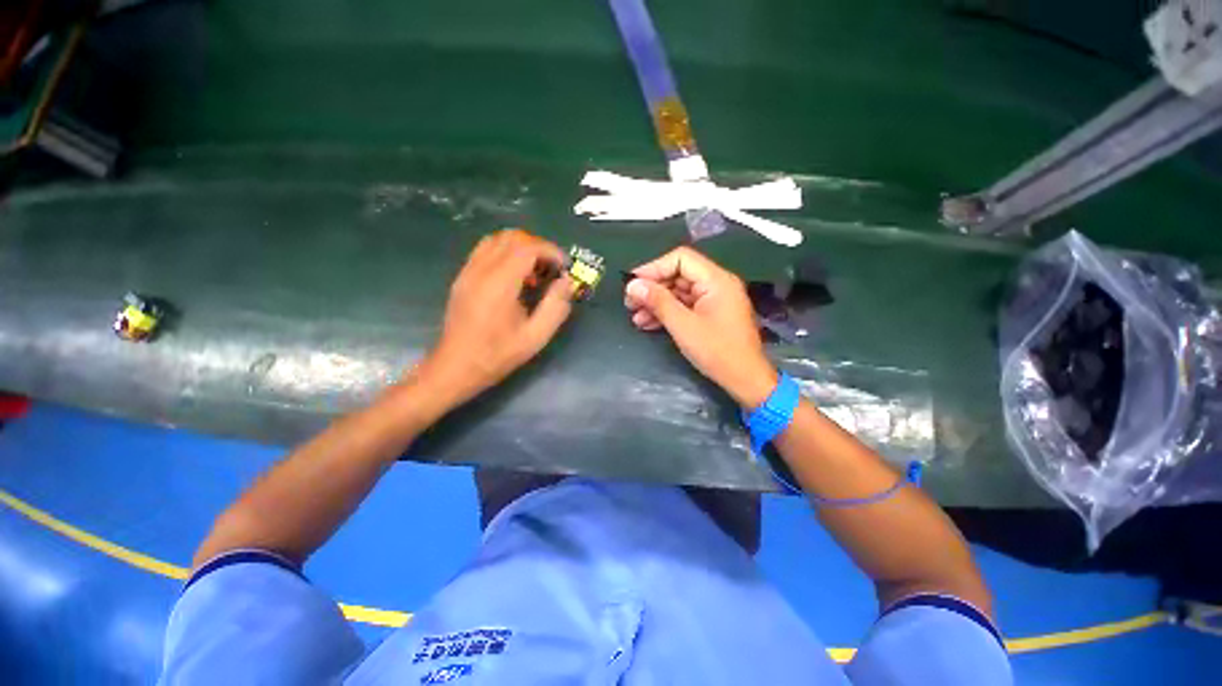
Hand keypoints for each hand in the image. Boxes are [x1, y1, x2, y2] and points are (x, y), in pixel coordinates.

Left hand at [412, 230, 573, 410]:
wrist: (456, 366)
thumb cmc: (498, 355)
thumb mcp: (536, 337)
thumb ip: (556, 307)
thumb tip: (566, 282)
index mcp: (499, 284)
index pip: (527, 247)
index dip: (550, 251)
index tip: (564, 267)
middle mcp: (481, 270)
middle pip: (512, 237)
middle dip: (538, 246)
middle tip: (551, 268)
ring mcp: (468, 271)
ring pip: (497, 240)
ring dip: (521, 248)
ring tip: (534, 272)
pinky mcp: (462, 277)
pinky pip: (485, 251)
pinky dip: (506, 253)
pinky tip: (515, 278)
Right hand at [624, 246, 777, 407]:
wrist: (745, 380)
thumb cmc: (716, 351)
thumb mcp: (683, 326)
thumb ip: (658, 302)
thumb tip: (633, 285)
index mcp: (716, 280)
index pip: (681, 259)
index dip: (654, 268)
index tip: (633, 283)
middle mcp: (717, 284)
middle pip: (678, 275)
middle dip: (653, 288)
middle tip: (630, 302)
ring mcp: (714, 300)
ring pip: (679, 292)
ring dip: (656, 302)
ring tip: (635, 316)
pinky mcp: (711, 314)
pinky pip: (685, 306)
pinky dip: (667, 313)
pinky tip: (648, 323)